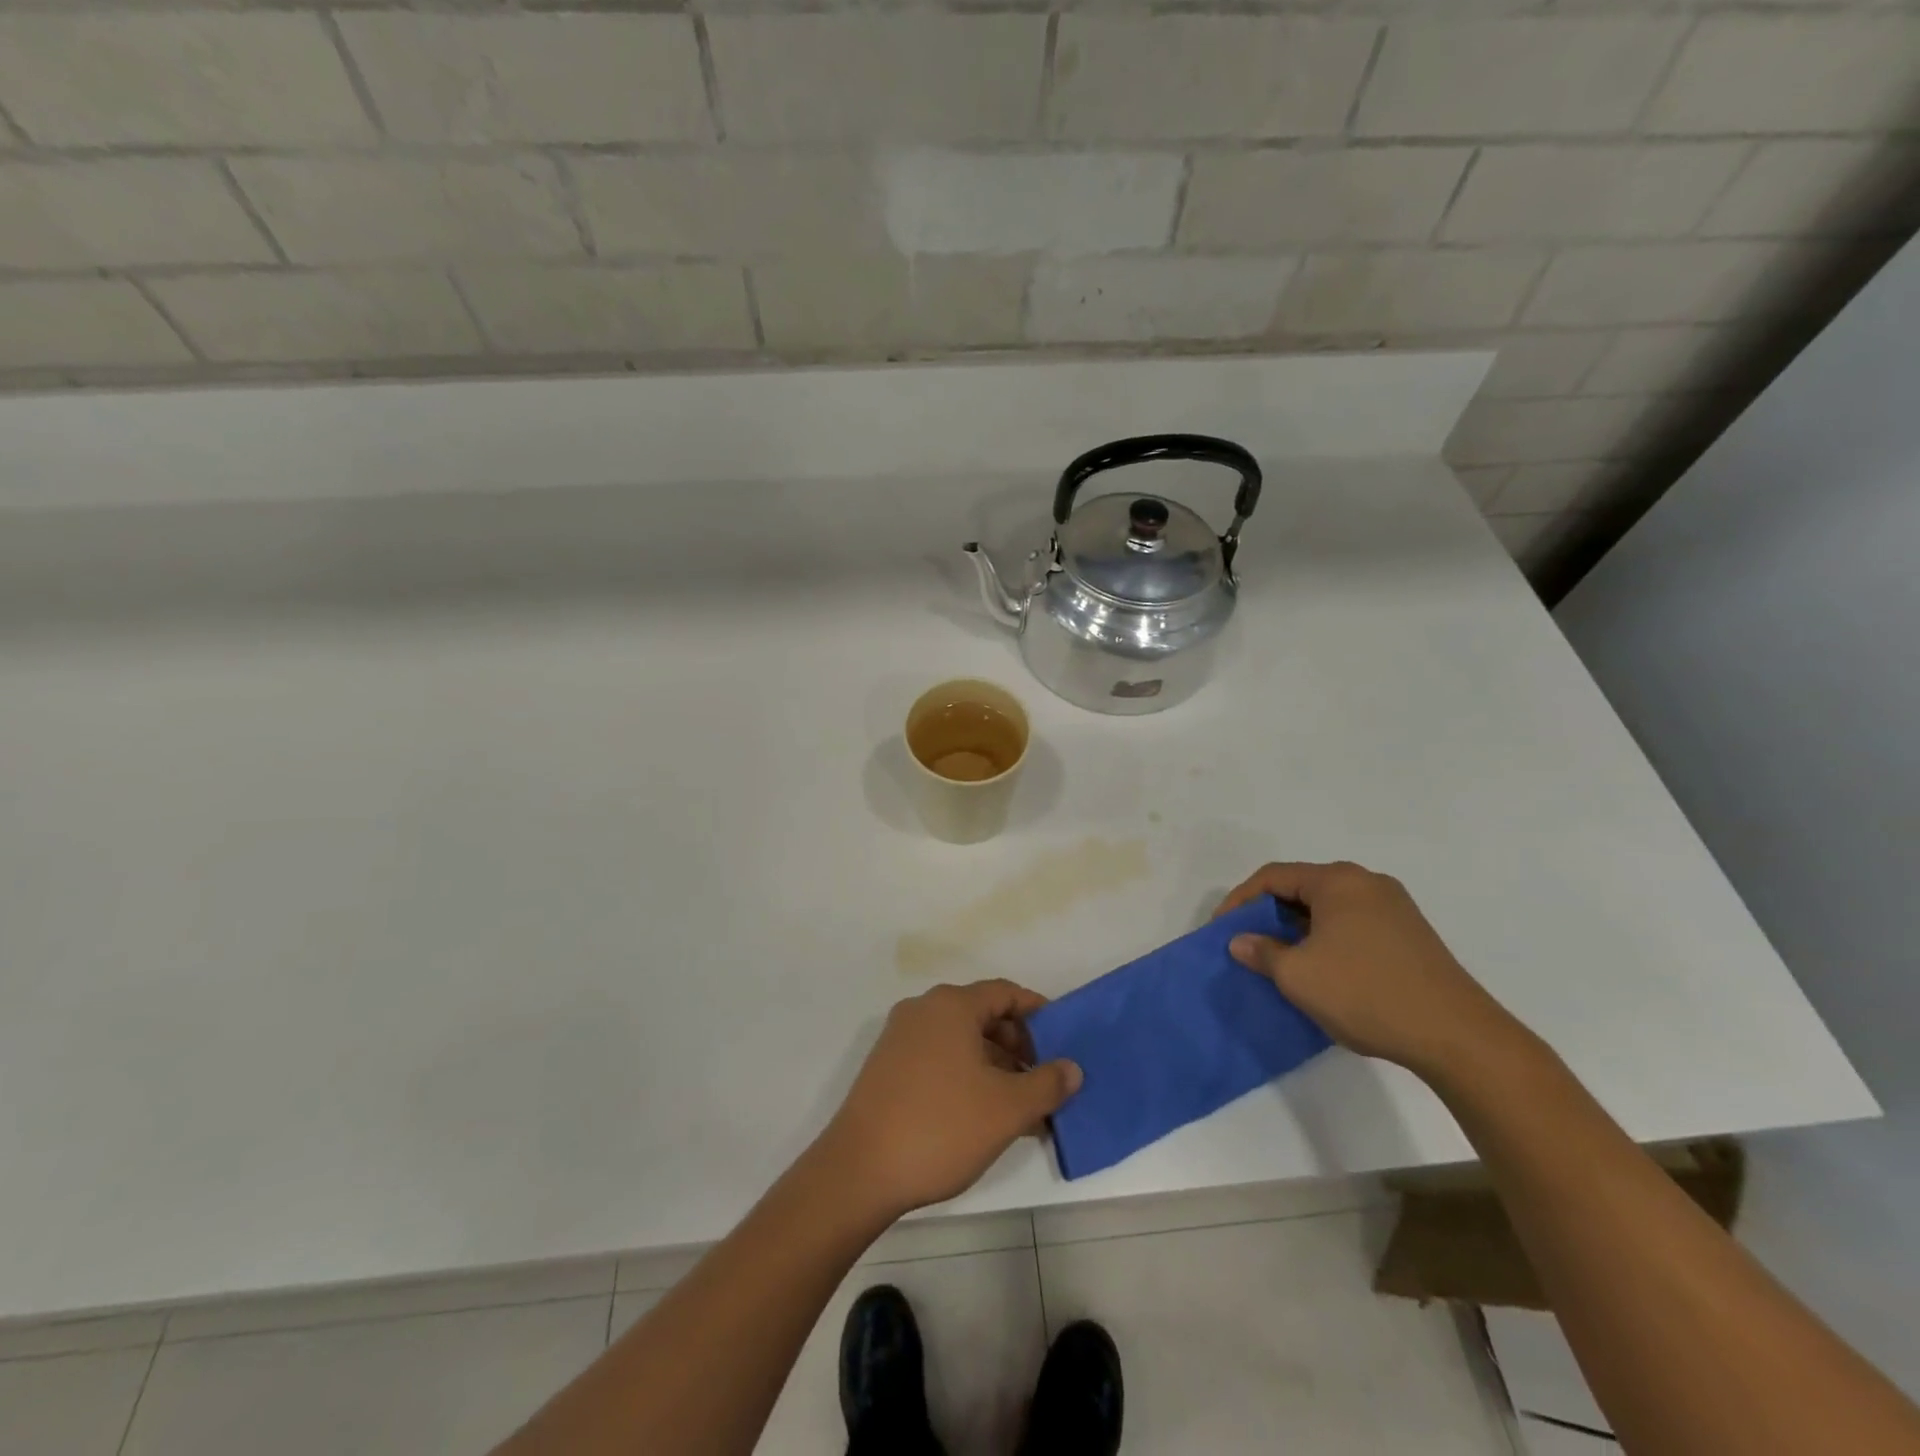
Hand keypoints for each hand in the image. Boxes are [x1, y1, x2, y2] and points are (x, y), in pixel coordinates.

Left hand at [819, 980, 1081, 1218]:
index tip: (1062, 1041)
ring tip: (1021, 1109)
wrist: (859, 1171)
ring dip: (995, 1067)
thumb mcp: (1007, 1108)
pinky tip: (984, 1117)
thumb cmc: (941, 1127)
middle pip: (983, 1015)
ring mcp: (900, 1038)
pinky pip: (939, 1059)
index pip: (1005, 993)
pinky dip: (967, 1077)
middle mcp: (923, 1010)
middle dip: (1018, 1046)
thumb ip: (1047, 1084)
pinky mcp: (887, 1067)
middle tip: (1043, 1082)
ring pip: (961, 1041)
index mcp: (951, 1005)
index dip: (1038, 1013)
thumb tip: (1072, 1068)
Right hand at [1216, 861, 1518, 1080]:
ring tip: (1281, 960)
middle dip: (1269, 914)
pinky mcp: (1411, 935)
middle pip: (1302, 888)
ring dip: (1298, 929)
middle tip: (1248, 944)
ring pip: (1328, 908)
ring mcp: (1394, 908)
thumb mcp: (1298, 976)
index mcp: (1338, 881)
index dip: (1239, 901)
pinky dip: (1326, 939)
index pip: (1273, 877)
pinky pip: (1352, 924)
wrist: (1457, 1036)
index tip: (1222, 931)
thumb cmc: (1366, 993)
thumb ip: (1262, 952)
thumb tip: (1240, 941)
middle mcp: (1367, 883)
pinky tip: (1322, 970)